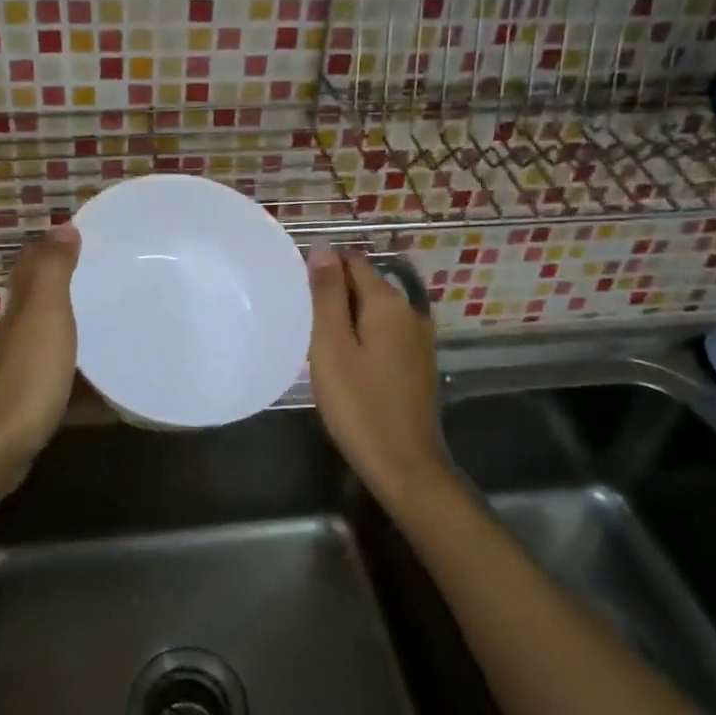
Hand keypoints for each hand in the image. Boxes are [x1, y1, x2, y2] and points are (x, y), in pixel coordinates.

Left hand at [0, 225, 81, 474]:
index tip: (81, 234)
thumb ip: (53, 271)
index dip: (49, 246)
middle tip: (101, 270)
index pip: (30, 265)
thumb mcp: (45, 313)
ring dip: (69, 318)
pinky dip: (74, 357)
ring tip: (107, 312)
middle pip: (36, 296)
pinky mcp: (31, 396)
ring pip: (45, 330)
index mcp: (21, 307)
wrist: (1, 444)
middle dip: (61, 279)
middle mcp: (16, 330)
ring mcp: (22, 365)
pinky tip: (95, 367)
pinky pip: (57, 364)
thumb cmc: (29, 374)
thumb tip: (63, 226)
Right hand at [307, 246, 446, 500]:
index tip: (297, 293)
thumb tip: (323, 249)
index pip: (352, 262)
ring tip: (317, 340)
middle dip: (333, 294)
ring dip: (346, 317)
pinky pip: (384, 333)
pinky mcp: (417, 362)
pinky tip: (344, 361)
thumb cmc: (359, 405)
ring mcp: (418, 339)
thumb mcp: (332, 347)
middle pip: (365, 284)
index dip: (322, 269)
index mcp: (388, 303)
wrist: (404, 465)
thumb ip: (327, 295)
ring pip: (374, 310)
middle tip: (302, 320)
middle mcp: (410, 311)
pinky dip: (362, 336)